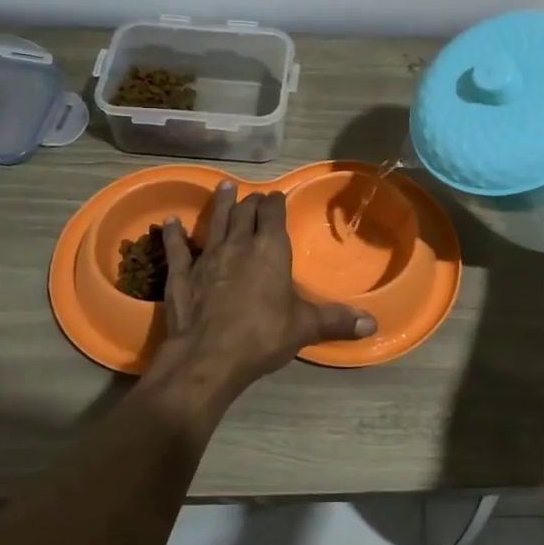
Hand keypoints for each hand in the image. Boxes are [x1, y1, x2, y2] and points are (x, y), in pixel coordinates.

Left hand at [157, 182, 375, 394]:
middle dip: (250, 202)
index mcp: (270, 250)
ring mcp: (207, 257)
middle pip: (245, 213)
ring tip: (224, 187)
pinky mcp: (182, 275)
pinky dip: (175, 234)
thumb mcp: (305, 328)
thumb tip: (372, 325)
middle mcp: (239, 245)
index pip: (273, 214)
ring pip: (215, 222)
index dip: (275, 202)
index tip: (276, 196)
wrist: (208, 357)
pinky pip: (178, 248)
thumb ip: (336, 321)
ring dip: (220, 204)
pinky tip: (171, 222)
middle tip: (253, 196)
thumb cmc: (262, 336)